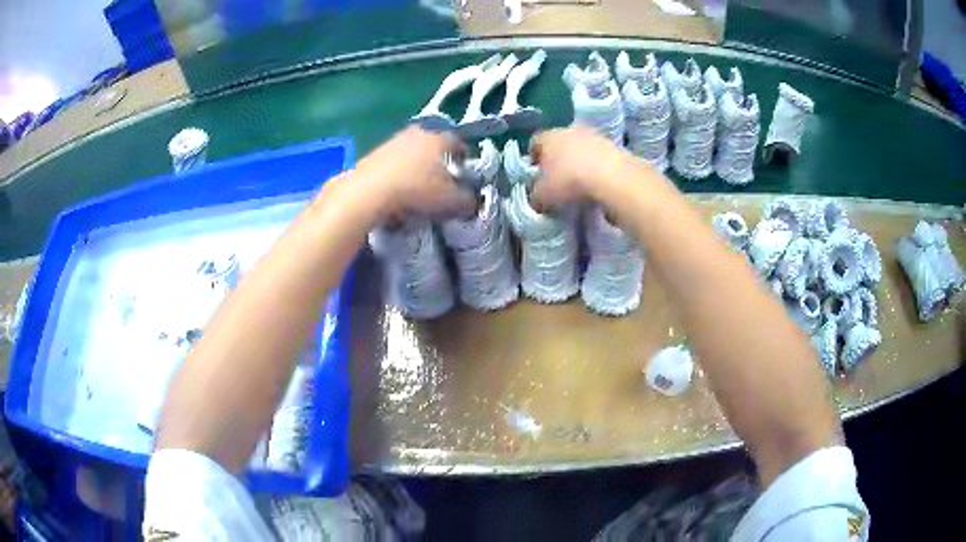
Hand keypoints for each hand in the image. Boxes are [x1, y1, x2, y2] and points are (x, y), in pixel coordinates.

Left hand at [355, 126, 476, 220]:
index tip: (464, 174)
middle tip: (441, 182)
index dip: (464, 159)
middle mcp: (418, 133)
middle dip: (439, 162)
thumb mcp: (451, 201)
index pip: (459, 143)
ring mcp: (393, 141)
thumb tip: (473, 202)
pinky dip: (398, 174)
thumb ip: (468, 201)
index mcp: (439, 138)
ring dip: (417, 167)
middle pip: (434, 146)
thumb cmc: (417, 190)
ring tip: (417, 189)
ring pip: (412, 153)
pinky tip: (396, 192)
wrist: (370, 191)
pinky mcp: (374, 153)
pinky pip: (393, 163)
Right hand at [529, 126, 625, 208]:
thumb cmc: (569, 182)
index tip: (536, 174)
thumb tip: (537, 198)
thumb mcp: (543, 196)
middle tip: (559, 179)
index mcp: (548, 137)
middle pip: (560, 143)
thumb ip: (535, 195)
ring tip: (581, 183)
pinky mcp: (615, 146)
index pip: (535, 143)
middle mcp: (569, 129)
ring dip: (580, 162)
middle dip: (558, 159)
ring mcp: (595, 135)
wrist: (613, 178)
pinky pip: (600, 157)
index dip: (534, 159)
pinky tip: (598, 184)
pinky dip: (598, 168)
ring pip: (581, 148)